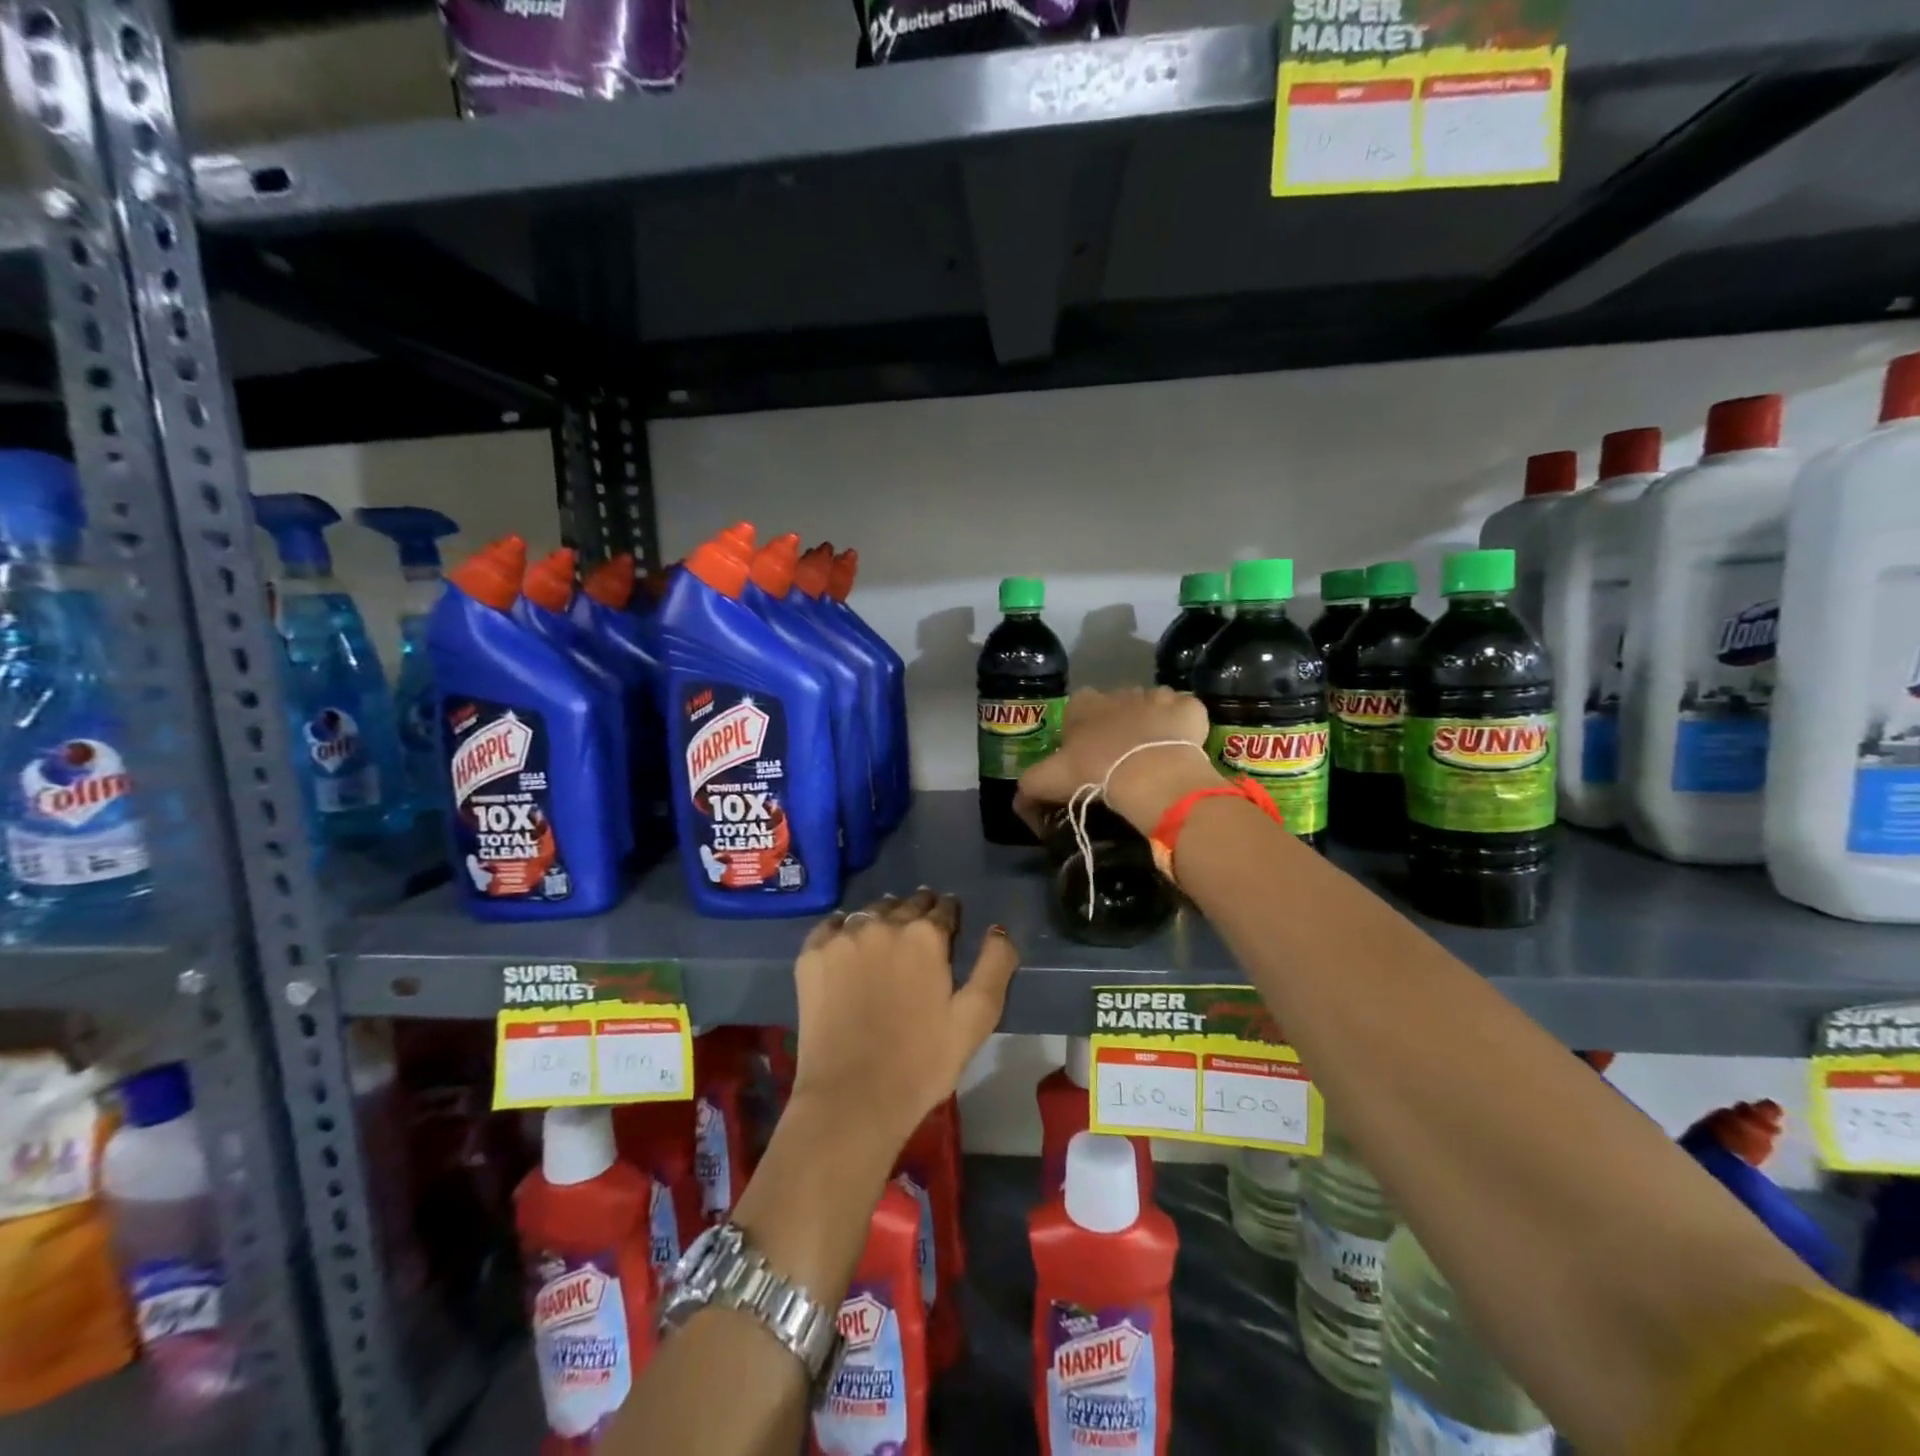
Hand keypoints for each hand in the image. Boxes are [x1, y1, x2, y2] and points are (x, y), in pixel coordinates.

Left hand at [788, 888, 1018, 1158]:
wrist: (852, 1100)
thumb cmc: (922, 1063)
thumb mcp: (975, 1019)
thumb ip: (995, 965)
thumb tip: (998, 929)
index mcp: (926, 936)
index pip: (944, 908)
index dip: (950, 915)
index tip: (950, 925)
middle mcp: (883, 924)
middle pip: (906, 904)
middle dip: (918, 912)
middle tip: (919, 933)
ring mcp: (842, 937)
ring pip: (870, 912)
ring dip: (882, 918)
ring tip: (885, 939)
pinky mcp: (811, 955)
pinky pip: (830, 926)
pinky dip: (842, 929)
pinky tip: (847, 946)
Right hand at [1016, 687, 1221, 834]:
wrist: (1149, 775)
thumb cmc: (1093, 773)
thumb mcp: (1047, 782)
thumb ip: (1029, 788)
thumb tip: (1019, 802)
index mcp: (1084, 704)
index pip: (1078, 707)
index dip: (1081, 730)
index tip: (1086, 755)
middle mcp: (1119, 693)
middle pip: (1117, 705)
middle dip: (1119, 725)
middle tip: (1121, 760)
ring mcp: (1157, 697)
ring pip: (1152, 705)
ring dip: (1152, 724)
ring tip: (1153, 757)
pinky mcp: (1189, 709)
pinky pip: (1185, 712)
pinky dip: (1184, 726)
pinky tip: (1182, 749)